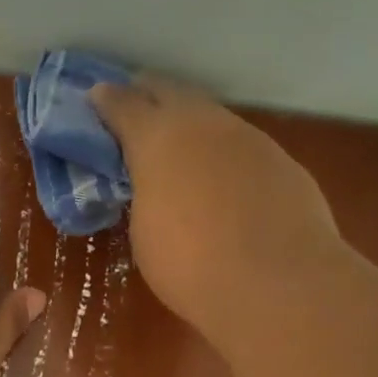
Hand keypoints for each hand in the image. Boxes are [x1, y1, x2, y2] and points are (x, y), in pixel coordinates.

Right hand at [89, 76, 340, 340]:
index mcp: (157, 139)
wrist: (277, 285)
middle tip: (133, 112)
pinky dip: (223, 154)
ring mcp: (248, 138)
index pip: (122, 103)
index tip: (95, 99)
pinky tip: (223, 181)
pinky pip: (242, 145)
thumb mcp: (144, 230)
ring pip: (210, 116)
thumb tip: (154, 183)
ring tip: (178, 148)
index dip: (105, 100)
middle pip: (169, 92)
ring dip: (189, 124)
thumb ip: (144, 192)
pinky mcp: (282, 160)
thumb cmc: (191, 265)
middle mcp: (203, 124)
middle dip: (147, 97)